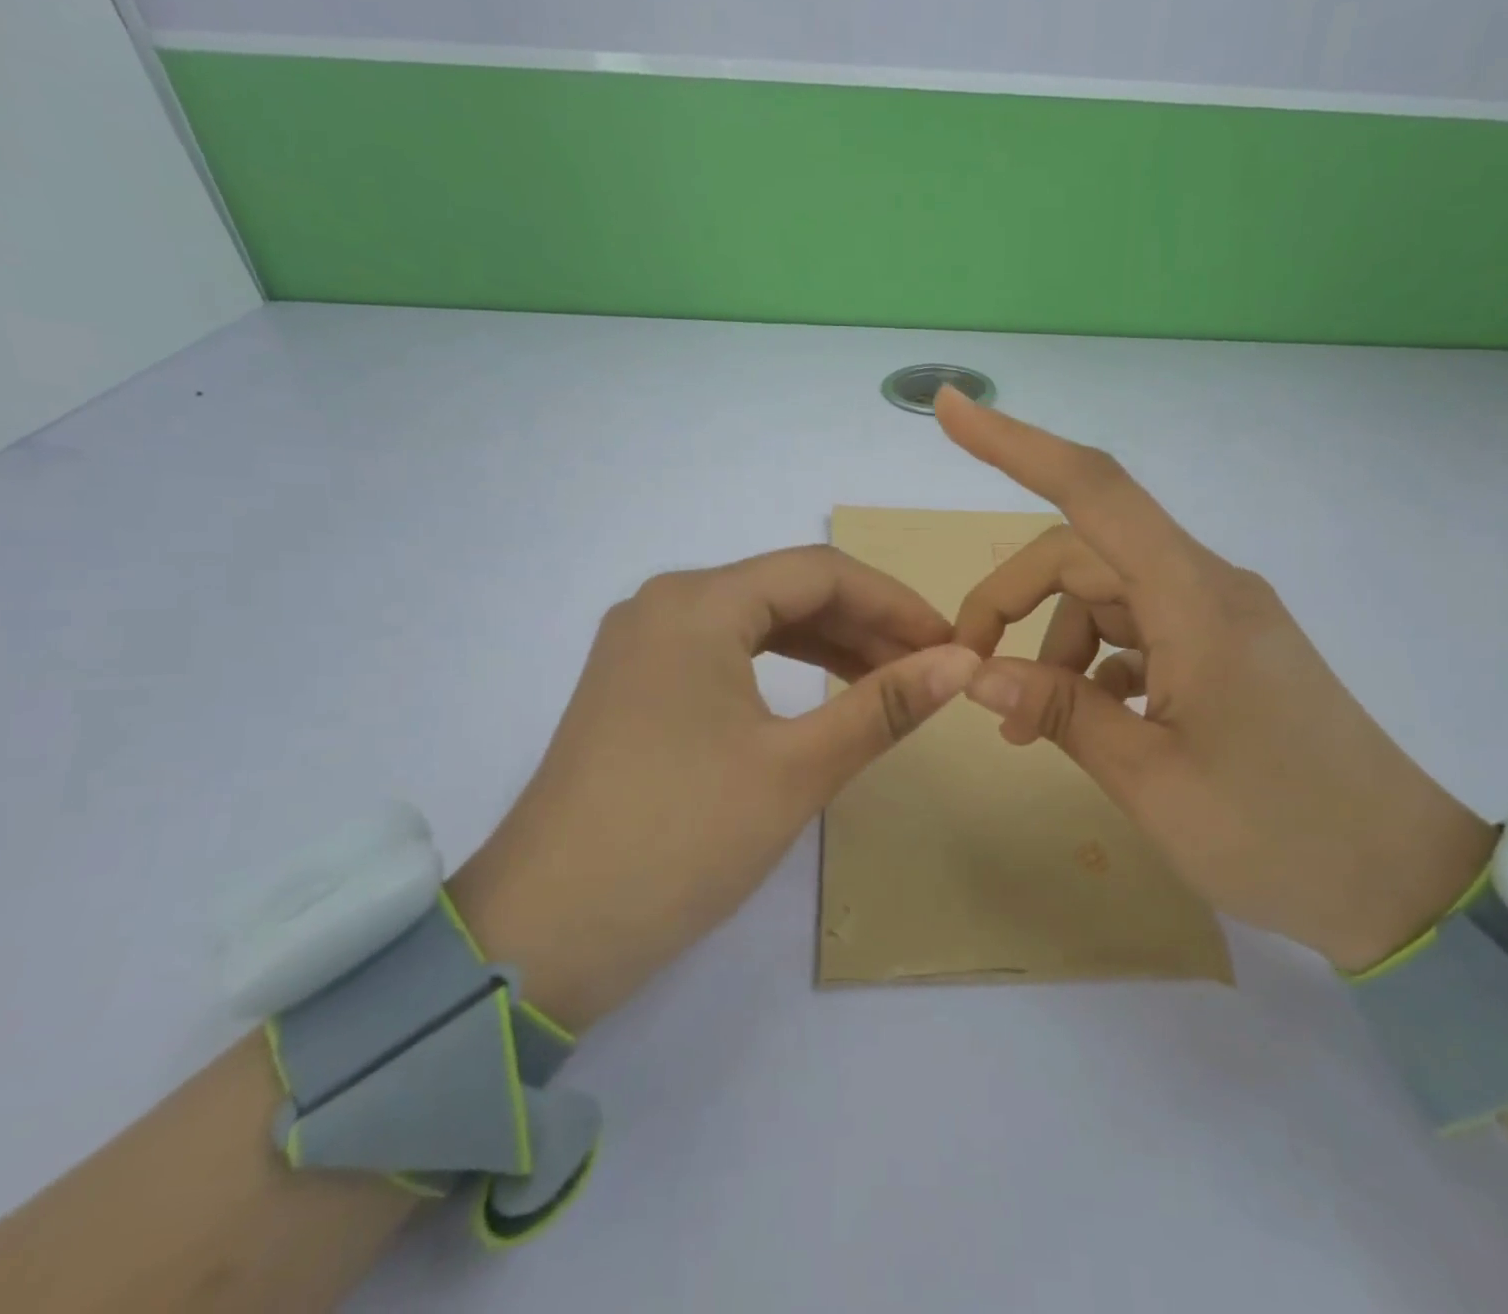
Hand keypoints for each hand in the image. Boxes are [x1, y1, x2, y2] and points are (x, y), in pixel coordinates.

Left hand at [451, 547, 979, 1027]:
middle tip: (929, 668)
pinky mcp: (636, 689)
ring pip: (757, 623)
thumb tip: (964, 661)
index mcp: (698, 603)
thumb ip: (884, 706)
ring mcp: (643, 647)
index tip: (951, 642)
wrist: (543, 935)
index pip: (821, 573)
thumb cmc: (680, 839)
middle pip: (787, 591)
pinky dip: (783, 669)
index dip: (896, 602)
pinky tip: (822, 696)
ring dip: (829, 646)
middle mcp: (664, 606)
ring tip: (890, 683)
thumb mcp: (796, 769)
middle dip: (866, 624)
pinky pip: (727, 655)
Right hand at [936, 388, 1493, 971]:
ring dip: (1052, 648)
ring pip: (1105, 598)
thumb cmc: (1279, 835)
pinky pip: (1138, 633)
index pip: (1095, 491)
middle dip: (1012, 601)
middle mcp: (1207, 588)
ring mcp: (1219, 619)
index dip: (1015, 445)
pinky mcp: (1226, 651)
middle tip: (970, 670)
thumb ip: (1060, 711)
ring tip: (1027, 727)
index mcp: (1195, 600)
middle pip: (1082, 555)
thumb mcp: (1149, 779)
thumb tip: (977, 672)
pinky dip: (1094, 667)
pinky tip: (1087, 722)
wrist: (1404, 883)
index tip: (951, 411)